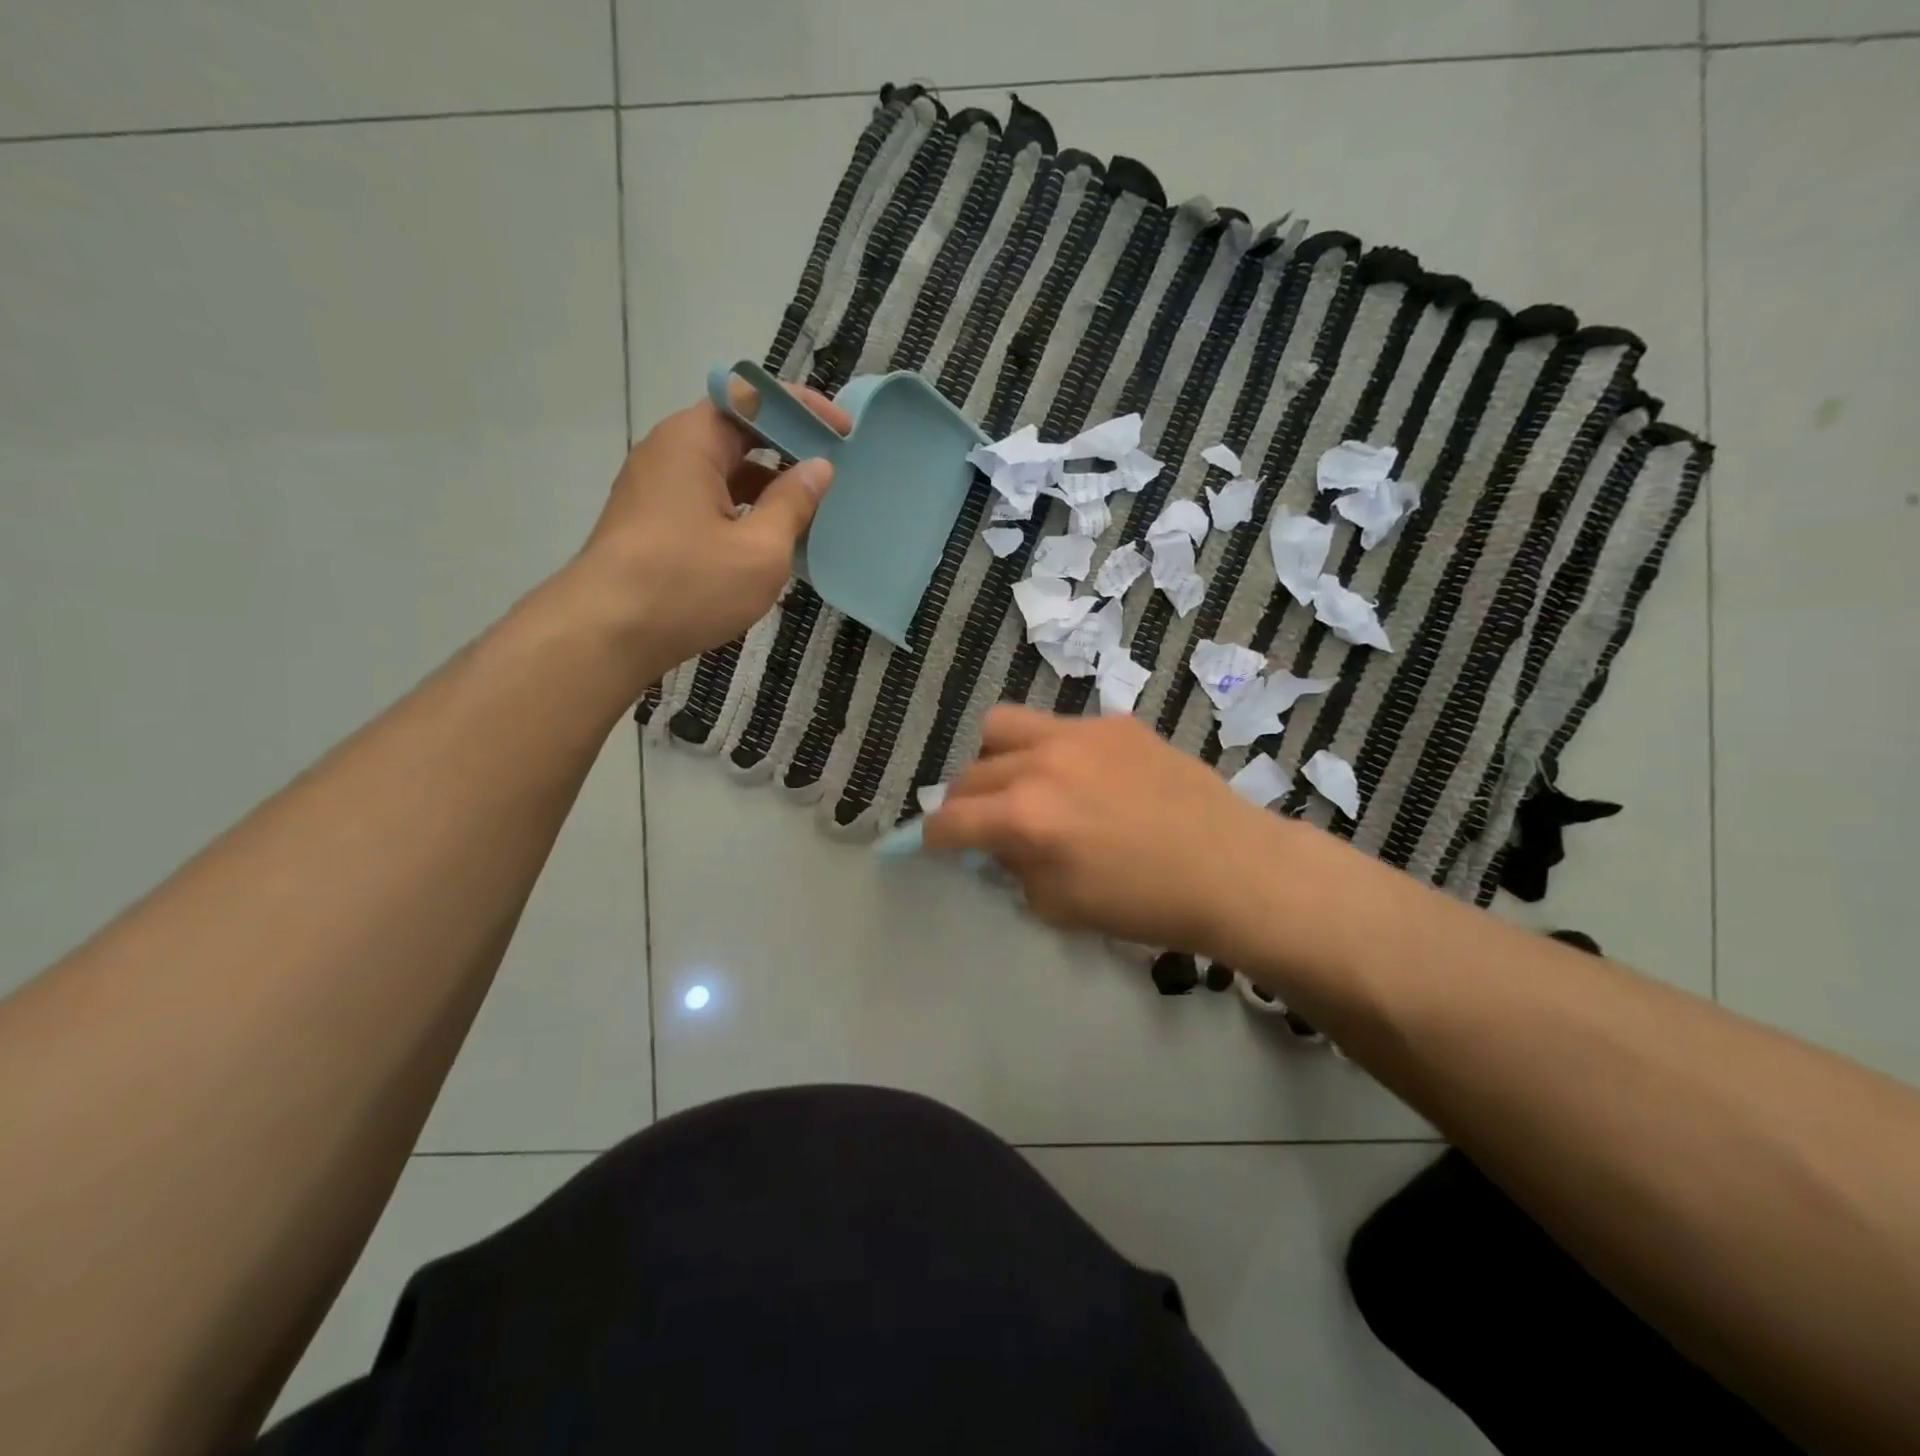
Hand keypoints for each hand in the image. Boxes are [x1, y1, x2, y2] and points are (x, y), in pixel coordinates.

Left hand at [573, 386, 848, 675]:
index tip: (843, 432)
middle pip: (737, 431)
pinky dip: (743, 510)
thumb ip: (793, 503)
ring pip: (723, 471)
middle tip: (832, 472)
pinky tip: (769, 542)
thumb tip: (817, 468)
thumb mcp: (760, 549)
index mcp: (693, 441)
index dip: (803, 408)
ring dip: (767, 486)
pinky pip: (708, 500)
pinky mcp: (652, 522)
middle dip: (788, 448)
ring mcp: (656, 488)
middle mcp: (669, 452)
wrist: (606, 635)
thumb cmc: (688, 585)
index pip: (753, 397)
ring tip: (810, 513)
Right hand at [924, 705, 1312, 959]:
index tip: (938, 844)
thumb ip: (1013, 868)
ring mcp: (1078, 734)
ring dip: (995, 758)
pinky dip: (1050, 751)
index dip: (934, 837)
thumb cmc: (1144, 904)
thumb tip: (995, 844)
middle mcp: (1041, 764)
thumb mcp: (1058, 906)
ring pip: (1002, 726)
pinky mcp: (1113, 722)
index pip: (949, 820)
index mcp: (1025, 818)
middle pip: (969, 773)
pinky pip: (1057, 726)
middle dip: (965, 803)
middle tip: (986, 822)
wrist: (1230, 868)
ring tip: (1021, 781)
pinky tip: (1083, 776)